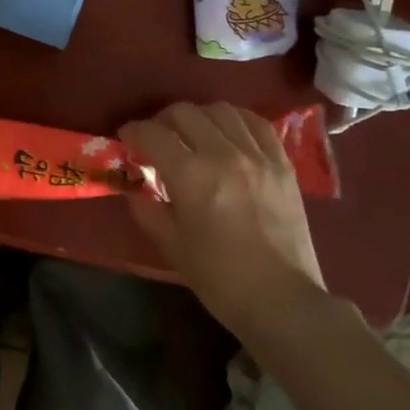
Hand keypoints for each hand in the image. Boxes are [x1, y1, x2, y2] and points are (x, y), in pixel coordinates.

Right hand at [119, 102, 329, 338]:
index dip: (133, 131)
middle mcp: (223, 154)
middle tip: (157, 139)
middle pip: (185, 113)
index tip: (126, 139)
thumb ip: (146, 207)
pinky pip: (256, 124)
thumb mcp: (170, 244)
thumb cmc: (218, 277)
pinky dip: (235, 121)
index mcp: (190, 175)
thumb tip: (134, 184)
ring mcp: (257, 155)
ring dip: (199, 117)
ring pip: (221, 110)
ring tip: (193, 134)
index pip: (152, 133)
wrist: (280, 299)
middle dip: (162, 121)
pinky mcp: (283, 163)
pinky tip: (228, 133)